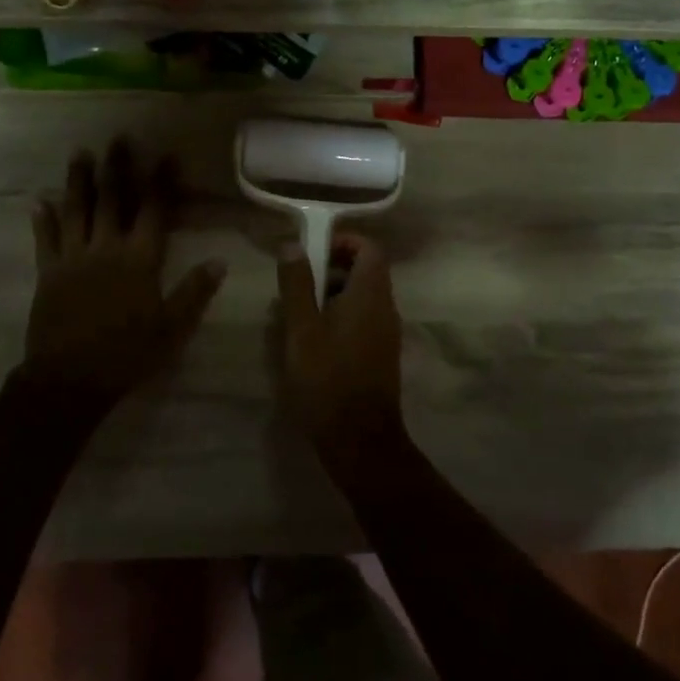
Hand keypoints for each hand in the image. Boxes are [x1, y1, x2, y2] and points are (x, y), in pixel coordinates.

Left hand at [26, 142, 224, 405]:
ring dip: (79, 181)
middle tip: (119, 139)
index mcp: (139, 260)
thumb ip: (194, 292)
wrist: (71, 378)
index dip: (162, 182)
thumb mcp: (172, 328)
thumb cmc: (128, 353)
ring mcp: (73, 258)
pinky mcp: (48, 273)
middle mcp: (106, 248)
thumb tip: (219, 261)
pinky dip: (43, 220)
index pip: (154, 211)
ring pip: (76, 211)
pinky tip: (39, 201)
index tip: (167, 155)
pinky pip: (45, 240)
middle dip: (118, 168)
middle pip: (113, 200)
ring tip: (81, 154)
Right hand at [276, 233, 404, 465]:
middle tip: (296, 286)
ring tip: (297, 315)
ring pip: (362, 297)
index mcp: (370, 294)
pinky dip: (339, 317)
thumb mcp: (302, 329)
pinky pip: (363, 320)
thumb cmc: (327, 379)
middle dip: (330, 269)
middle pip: (365, 270)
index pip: (369, 248)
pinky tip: (312, 342)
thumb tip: (293, 245)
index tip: (310, 253)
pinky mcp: (381, 354)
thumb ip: (297, 284)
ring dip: (331, 295)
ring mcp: (386, 333)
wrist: (359, 439)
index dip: (342, 241)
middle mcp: (386, 308)